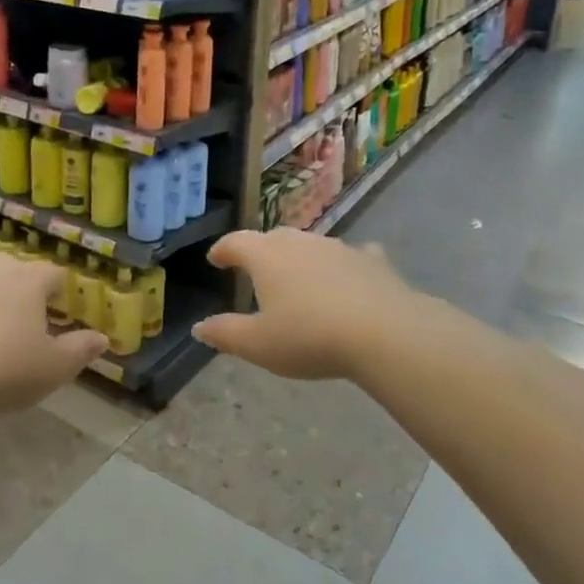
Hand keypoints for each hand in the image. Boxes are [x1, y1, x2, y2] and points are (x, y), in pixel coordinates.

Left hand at [0, 254, 108, 417]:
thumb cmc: (5, 370)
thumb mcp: (54, 368)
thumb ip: (81, 350)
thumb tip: (102, 339)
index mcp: (27, 281)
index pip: (52, 273)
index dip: (59, 290)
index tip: (59, 310)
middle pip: (11, 269)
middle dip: (19, 288)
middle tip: (22, 320)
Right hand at [193, 229, 419, 382]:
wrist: (384, 332)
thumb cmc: (309, 337)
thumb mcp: (259, 345)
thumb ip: (226, 334)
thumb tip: (199, 327)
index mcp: (266, 257)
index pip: (236, 243)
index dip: (223, 250)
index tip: (216, 259)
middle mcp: (300, 242)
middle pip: (274, 238)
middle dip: (261, 251)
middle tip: (255, 269)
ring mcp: (339, 247)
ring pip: (312, 245)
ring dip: (301, 257)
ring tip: (299, 277)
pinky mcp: (372, 261)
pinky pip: (353, 256)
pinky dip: (344, 264)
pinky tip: (350, 274)